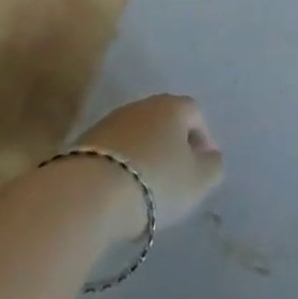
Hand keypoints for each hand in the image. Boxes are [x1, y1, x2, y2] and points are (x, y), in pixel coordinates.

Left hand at [71, 94, 223, 238]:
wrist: (88, 193)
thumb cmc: (155, 182)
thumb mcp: (198, 181)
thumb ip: (213, 166)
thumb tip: (210, 156)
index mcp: (173, 106)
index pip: (196, 113)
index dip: (203, 139)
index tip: (202, 168)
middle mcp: (142, 105)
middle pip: (165, 122)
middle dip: (173, 146)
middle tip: (176, 178)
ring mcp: (110, 121)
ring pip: (138, 136)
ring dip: (145, 156)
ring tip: (146, 190)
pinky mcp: (84, 142)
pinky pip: (114, 152)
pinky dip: (121, 167)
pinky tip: (120, 192)